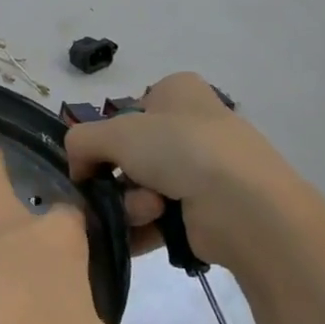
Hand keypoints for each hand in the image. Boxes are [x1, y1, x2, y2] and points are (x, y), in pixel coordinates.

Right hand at [63, 72, 318, 273]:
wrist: (246, 207)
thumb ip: (81, 141)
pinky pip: (161, 217)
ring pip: (142, 187)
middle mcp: (193, 125)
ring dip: (132, 203)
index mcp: (178, 92)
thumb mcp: (116, 132)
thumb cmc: (181, 149)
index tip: (93, 157)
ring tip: (149, 211)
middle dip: (118, 177)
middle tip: (117, 189)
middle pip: (132, 154)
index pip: (128, 111)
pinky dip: (146, 226)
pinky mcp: (209, 210)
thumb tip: (78, 168)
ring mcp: (204, 169)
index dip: (108, 134)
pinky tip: (148, 231)